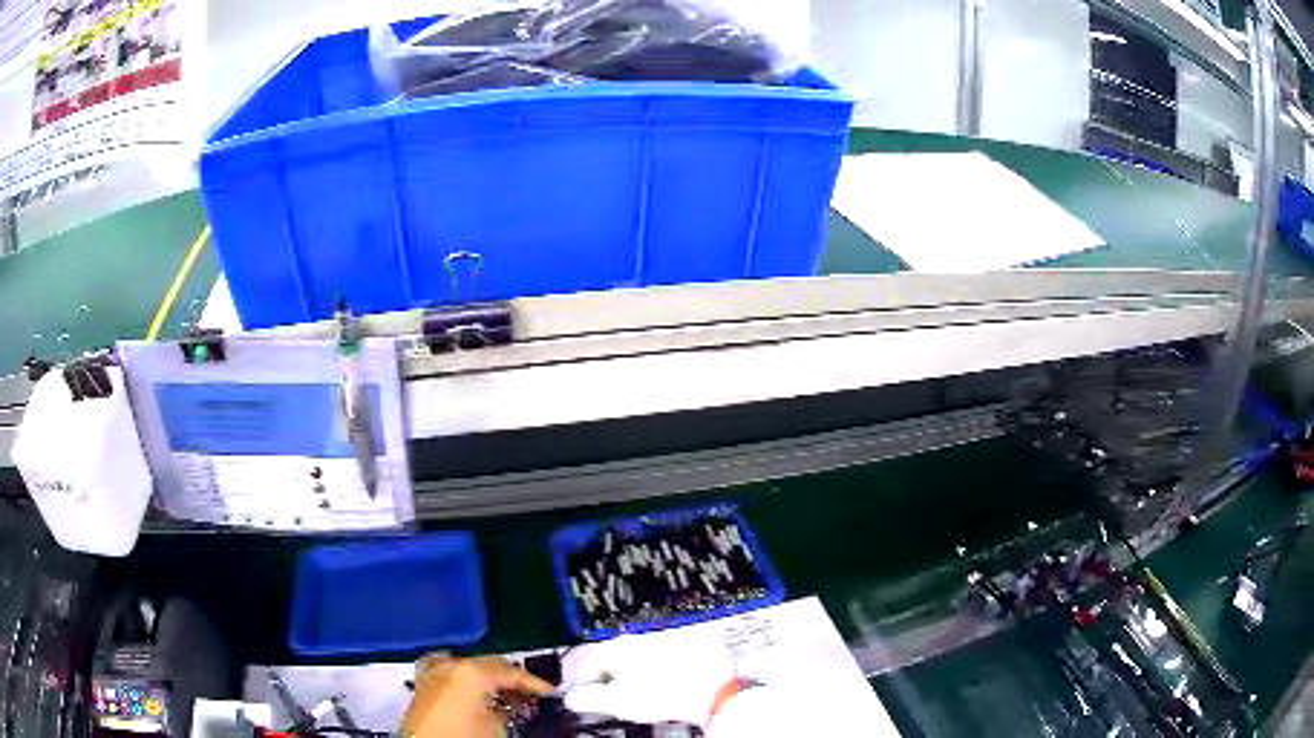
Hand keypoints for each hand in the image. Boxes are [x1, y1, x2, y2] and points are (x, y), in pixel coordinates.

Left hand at [402, 655, 552, 737]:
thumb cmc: (463, 737)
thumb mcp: (498, 726)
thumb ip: (508, 708)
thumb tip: (513, 705)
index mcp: (471, 670)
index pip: (512, 671)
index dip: (535, 683)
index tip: (550, 693)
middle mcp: (448, 664)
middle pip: (488, 663)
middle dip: (510, 679)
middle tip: (530, 695)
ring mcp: (430, 673)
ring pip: (465, 666)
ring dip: (487, 679)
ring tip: (505, 698)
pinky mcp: (420, 687)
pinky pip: (446, 674)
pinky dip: (462, 680)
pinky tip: (473, 695)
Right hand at [562, 632, 734, 725]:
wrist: (710, 692)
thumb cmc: (664, 696)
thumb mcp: (617, 703)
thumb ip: (587, 698)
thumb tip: (573, 698)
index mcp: (618, 647)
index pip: (591, 660)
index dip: (587, 679)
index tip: (590, 692)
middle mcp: (642, 635)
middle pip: (619, 653)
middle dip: (618, 671)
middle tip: (623, 693)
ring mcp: (670, 635)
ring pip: (647, 650)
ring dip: (644, 666)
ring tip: (651, 688)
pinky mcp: (695, 639)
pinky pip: (676, 650)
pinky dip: (671, 663)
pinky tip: (675, 679)